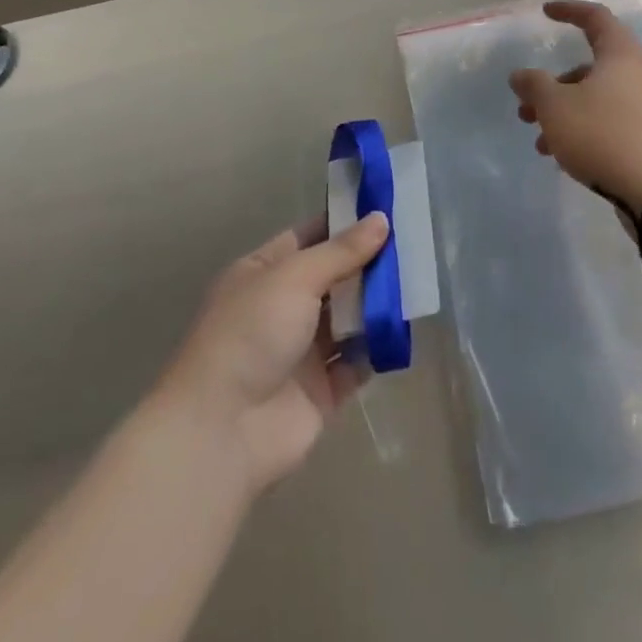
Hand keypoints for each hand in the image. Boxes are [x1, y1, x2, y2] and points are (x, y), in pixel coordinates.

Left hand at [159, 213, 388, 498]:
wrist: (223, 432)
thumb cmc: (251, 334)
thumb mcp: (294, 278)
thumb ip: (342, 252)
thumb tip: (381, 219)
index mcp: (264, 273)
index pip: (309, 237)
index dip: (344, 223)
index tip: (387, 209)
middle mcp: (282, 307)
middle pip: (334, 277)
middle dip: (369, 262)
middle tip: (415, 242)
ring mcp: (302, 351)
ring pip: (349, 318)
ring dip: (377, 303)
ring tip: (418, 280)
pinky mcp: (322, 391)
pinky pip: (358, 361)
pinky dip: (379, 347)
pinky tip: (405, 328)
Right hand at [509, 0, 641, 209]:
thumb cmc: (602, 135)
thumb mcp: (556, 107)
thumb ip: (534, 85)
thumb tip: (521, 75)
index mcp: (621, 55)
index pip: (596, 18)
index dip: (569, 10)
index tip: (545, 12)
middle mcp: (640, 74)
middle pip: (591, 66)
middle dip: (554, 85)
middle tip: (527, 107)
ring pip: (598, 98)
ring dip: (564, 113)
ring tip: (540, 142)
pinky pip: (611, 121)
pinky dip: (584, 129)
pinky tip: (564, 156)